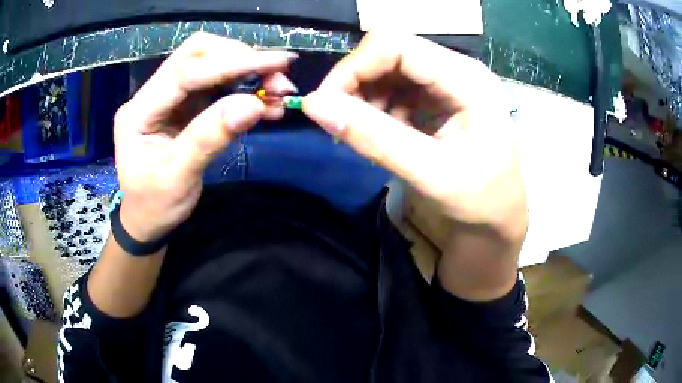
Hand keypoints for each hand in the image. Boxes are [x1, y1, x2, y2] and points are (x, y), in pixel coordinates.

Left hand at [114, 33, 296, 241]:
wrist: (146, 219)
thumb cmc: (154, 205)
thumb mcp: (178, 179)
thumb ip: (210, 138)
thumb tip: (254, 104)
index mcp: (138, 111)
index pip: (184, 72)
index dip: (230, 63)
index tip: (275, 64)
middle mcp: (152, 94)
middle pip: (196, 54)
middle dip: (239, 58)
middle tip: (277, 76)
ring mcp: (169, 97)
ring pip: (211, 64)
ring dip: (247, 71)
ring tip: (279, 90)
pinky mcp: (185, 104)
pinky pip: (218, 85)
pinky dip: (245, 88)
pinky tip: (266, 102)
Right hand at [303, 33, 526, 299]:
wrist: (499, 217)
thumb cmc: (479, 201)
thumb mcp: (430, 174)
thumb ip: (374, 138)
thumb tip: (313, 105)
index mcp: (467, 80)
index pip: (396, 46)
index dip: (353, 67)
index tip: (324, 103)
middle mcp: (457, 70)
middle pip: (390, 52)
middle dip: (356, 82)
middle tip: (340, 121)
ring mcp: (448, 82)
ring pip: (388, 69)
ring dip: (365, 96)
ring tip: (365, 134)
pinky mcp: (439, 96)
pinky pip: (396, 87)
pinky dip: (377, 106)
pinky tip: (382, 133)